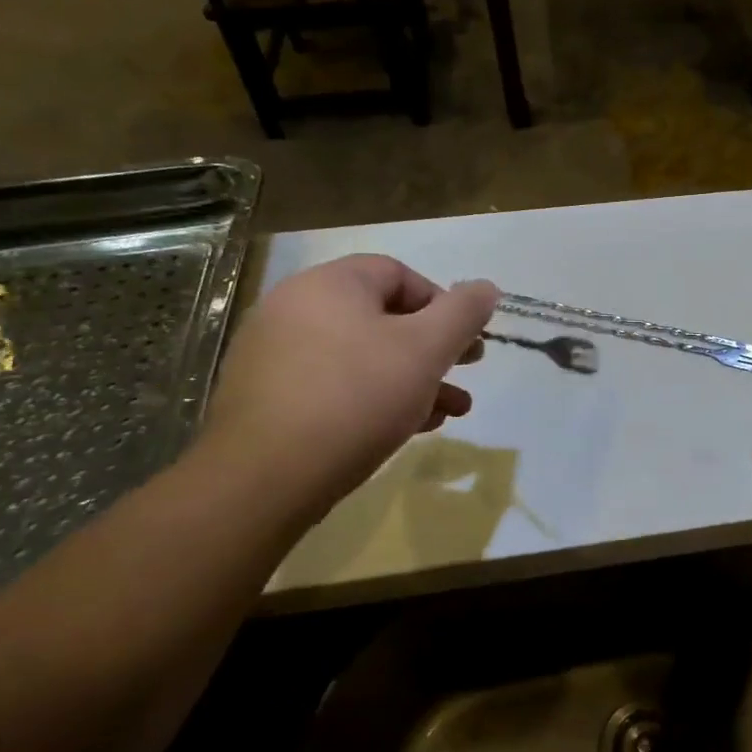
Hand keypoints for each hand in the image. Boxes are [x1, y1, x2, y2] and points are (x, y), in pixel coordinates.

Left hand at [198, 255, 498, 517]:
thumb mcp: (427, 350)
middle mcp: (295, 308)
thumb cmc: (357, 397)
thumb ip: (463, 313)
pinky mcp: (268, 397)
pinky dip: (375, 398)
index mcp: (330, 285)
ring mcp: (276, 354)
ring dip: (413, 379)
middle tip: (466, 371)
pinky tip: (408, 428)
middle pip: (382, 317)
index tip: (466, 340)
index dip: (442, 303)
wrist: (265, 478)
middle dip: (433, 348)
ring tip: (450, 412)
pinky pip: (335, 385)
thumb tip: (486, 288)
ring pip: (363, 356)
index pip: (398, 273)